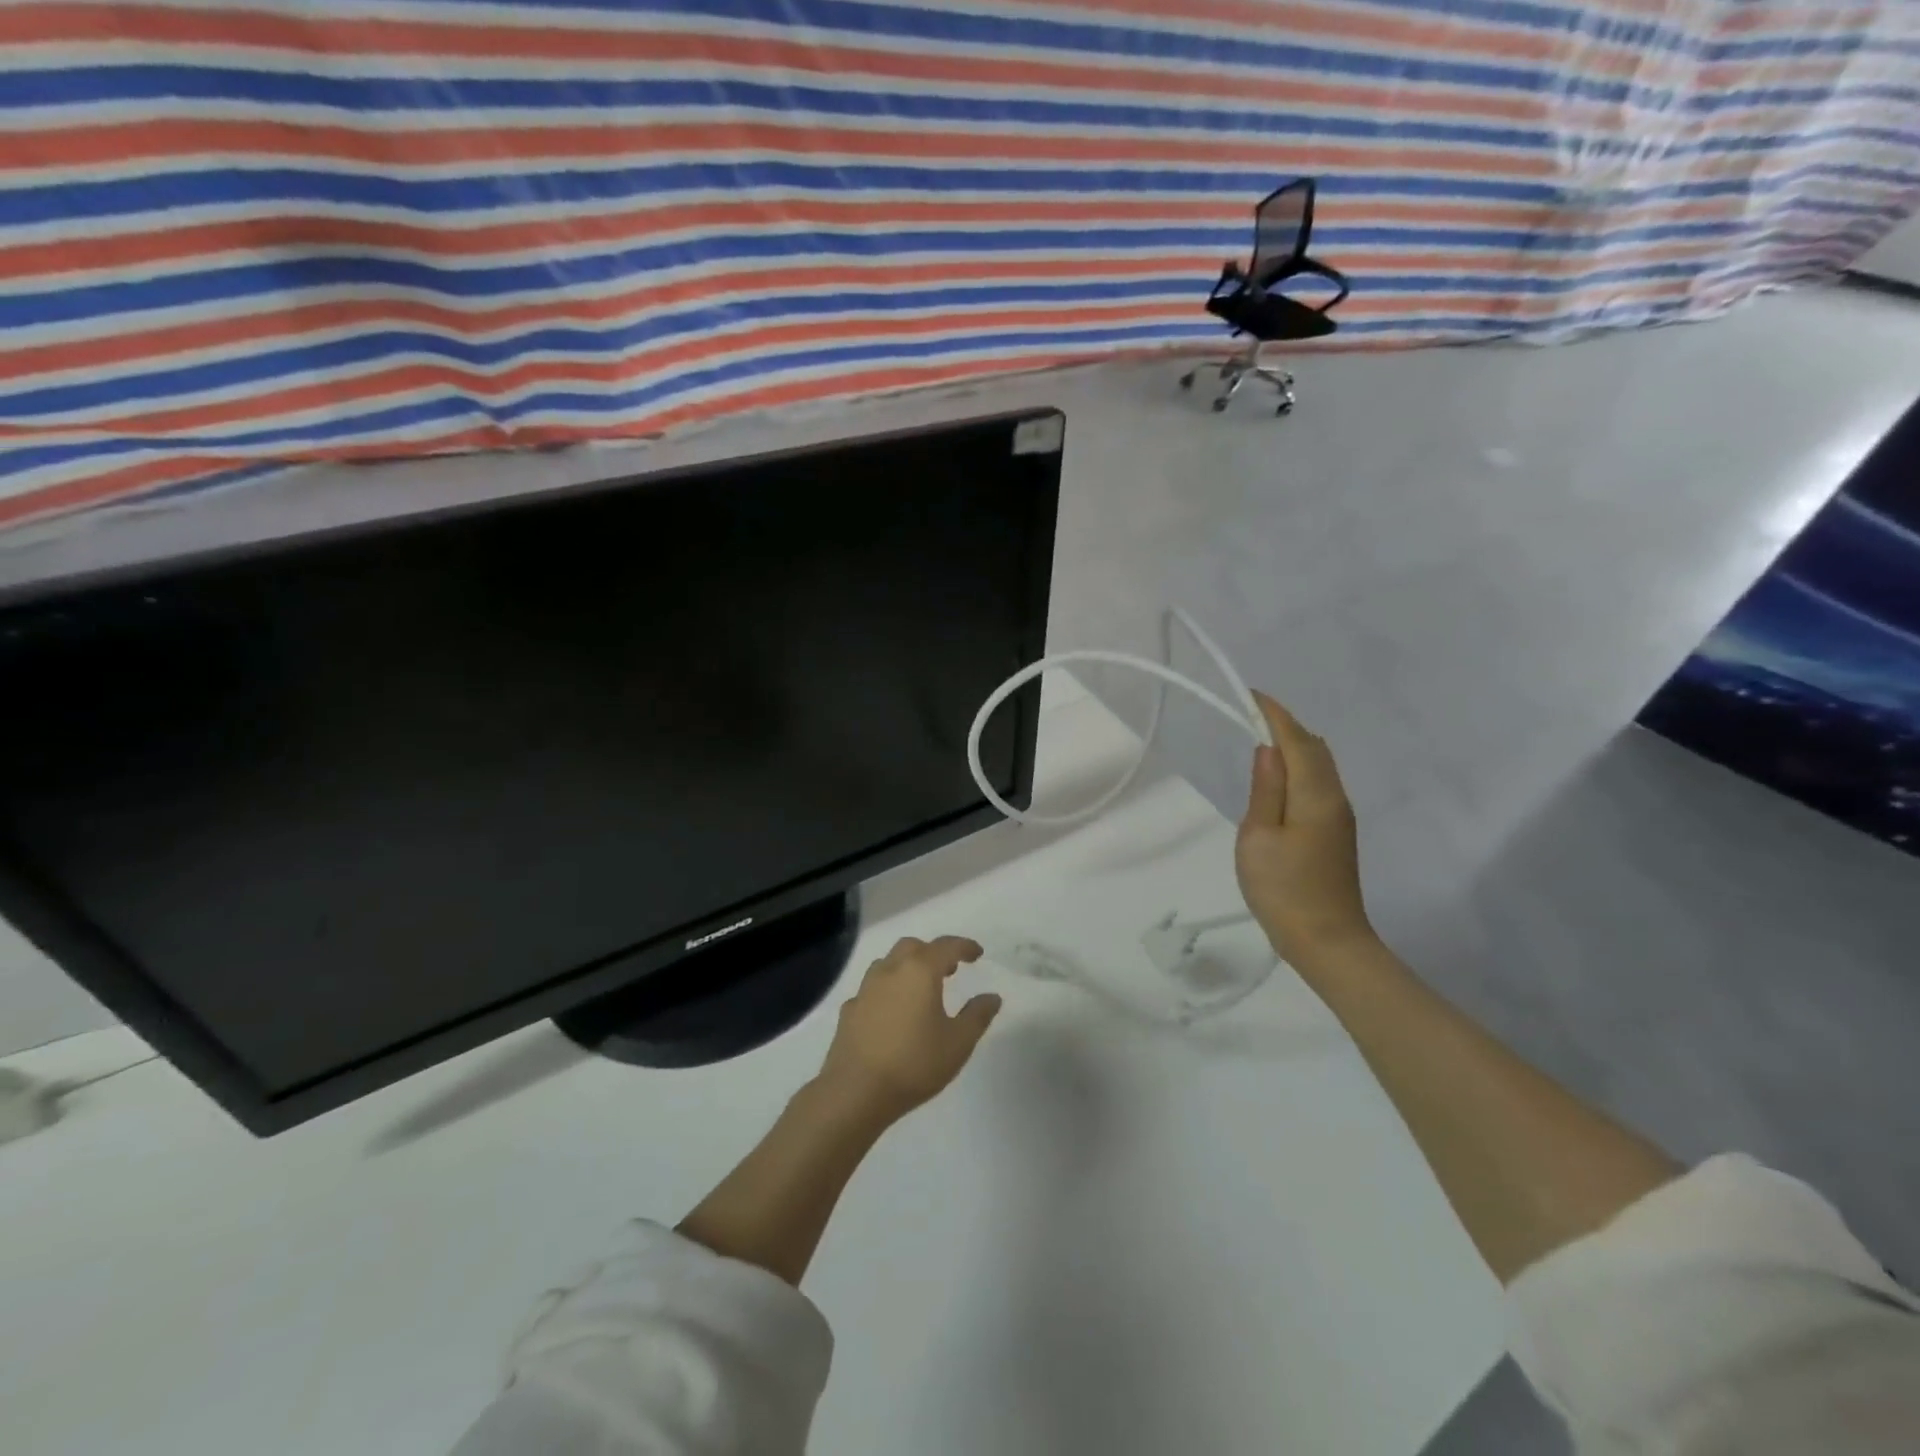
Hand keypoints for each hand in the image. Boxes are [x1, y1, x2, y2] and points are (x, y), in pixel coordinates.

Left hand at [815, 936, 1001, 1125]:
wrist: (855, 1091)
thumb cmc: (914, 1063)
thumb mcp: (958, 1043)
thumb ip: (977, 1015)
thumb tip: (992, 997)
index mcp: (919, 971)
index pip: (946, 946)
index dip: (964, 947)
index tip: (977, 954)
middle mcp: (890, 970)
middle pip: (913, 947)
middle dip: (933, 953)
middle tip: (949, 971)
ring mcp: (865, 989)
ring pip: (889, 963)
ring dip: (908, 967)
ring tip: (921, 989)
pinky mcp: (849, 1010)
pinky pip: (872, 988)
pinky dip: (888, 990)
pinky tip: (892, 1012)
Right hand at [1235, 692, 1374, 965]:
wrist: (1327, 941)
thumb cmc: (1284, 890)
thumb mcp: (1259, 837)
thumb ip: (1266, 789)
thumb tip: (1267, 749)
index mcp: (1316, 795)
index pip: (1298, 741)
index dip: (1275, 715)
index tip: (1251, 695)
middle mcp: (1336, 798)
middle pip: (1316, 748)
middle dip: (1286, 726)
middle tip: (1251, 717)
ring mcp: (1340, 816)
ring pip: (1320, 766)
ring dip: (1294, 747)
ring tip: (1260, 741)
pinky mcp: (1336, 833)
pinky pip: (1319, 784)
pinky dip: (1300, 768)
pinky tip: (1279, 778)